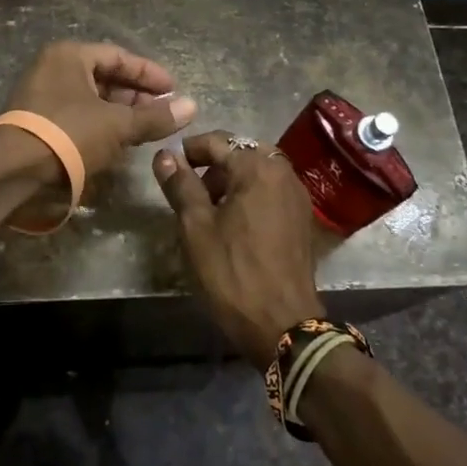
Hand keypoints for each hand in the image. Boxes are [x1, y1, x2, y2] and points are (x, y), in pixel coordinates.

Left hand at [1, 42, 197, 181]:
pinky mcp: (36, 121)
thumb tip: (192, 107)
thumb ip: (155, 116)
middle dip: (135, 95)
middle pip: (103, 76)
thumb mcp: (118, 125)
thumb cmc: (69, 134)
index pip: (118, 56)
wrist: (13, 171)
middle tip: (162, 112)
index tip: (174, 90)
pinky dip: (99, 124)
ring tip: (145, 129)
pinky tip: (117, 142)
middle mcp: (52, 68)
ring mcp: (40, 94)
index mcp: (69, 55)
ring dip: (119, 112)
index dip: (149, 73)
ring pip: (90, 98)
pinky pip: (75, 114)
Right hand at [153, 130, 322, 364]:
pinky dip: (251, 195)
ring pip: (257, 171)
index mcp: (257, 167)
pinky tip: (235, 223)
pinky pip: (271, 191)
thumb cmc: (233, 272)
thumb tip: (164, 155)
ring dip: (232, 180)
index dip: (189, 150)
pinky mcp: (302, 218)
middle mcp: (283, 172)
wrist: (283, 324)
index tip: (170, 167)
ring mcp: (297, 195)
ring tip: (209, 208)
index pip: (216, 141)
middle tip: (190, 190)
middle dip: (213, 165)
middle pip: (240, 152)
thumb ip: (181, 185)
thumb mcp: (196, 227)